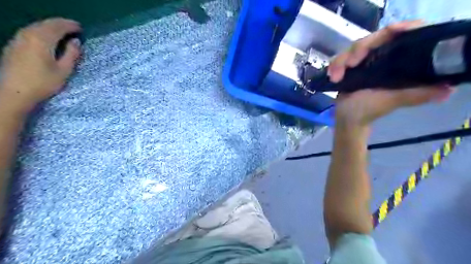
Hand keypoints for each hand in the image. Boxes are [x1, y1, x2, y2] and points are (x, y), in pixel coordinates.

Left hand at [0, 19, 81, 113]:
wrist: (14, 92)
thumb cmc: (43, 83)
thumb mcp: (64, 70)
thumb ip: (71, 54)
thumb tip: (76, 42)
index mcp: (41, 40)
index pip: (57, 26)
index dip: (70, 25)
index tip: (81, 28)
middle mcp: (27, 34)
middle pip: (45, 23)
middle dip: (60, 24)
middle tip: (73, 27)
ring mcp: (18, 39)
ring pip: (36, 26)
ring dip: (50, 26)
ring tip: (62, 32)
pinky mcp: (14, 45)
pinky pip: (30, 31)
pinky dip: (41, 31)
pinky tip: (47, 38)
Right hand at [328, 21, 453, 125]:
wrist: (347, 118)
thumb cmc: (369, 110)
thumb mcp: (392, 100)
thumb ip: (415, 94)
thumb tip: (447, 90)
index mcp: (397, 63)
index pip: (403, 36)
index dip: (399, 29)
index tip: (391, 31)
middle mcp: (382, 58)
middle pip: (373, 39)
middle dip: (358, 49)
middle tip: (350, 65)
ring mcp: (364, 62)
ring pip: (352, 48)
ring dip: (341, 61)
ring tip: (336, 77)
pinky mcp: (349, 67)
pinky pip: (340, 58)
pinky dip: (334, 65)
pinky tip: (332, 76)